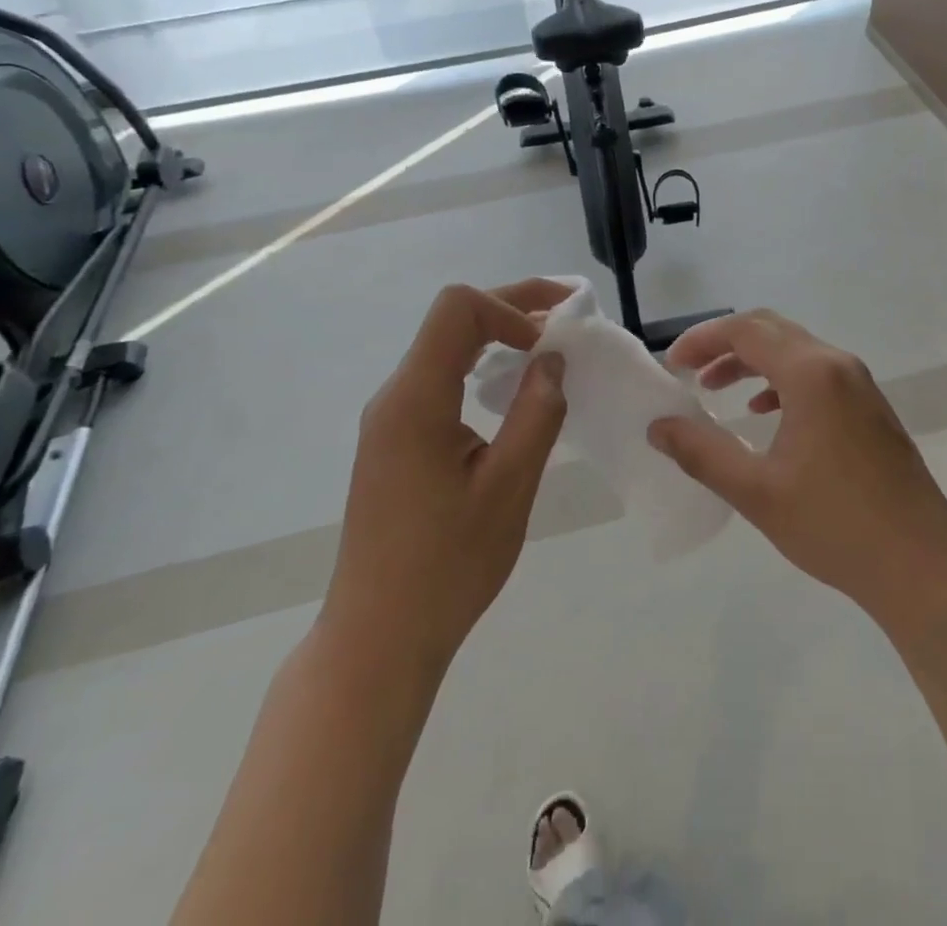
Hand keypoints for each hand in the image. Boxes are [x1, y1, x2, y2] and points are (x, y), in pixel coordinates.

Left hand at [323, 280, 570, 675]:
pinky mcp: (395, 441)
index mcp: (415, 400)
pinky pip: (440, 380)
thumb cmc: (447, 567)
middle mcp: (395, 397)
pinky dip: (481, 367)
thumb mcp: (508, 488)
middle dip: (512, 308)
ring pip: (446, 348)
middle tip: (567, 313)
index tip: (548, 345)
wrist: (378, 638)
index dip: (510, 307)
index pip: (457, 309)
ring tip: (548, 348)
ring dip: (498, 336)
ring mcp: (390, 419)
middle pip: (452, 321)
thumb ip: (536, 414)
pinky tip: (512, 392)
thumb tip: (552, 360)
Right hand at [651, 311, 946, 638]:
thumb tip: (658, 427)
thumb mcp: (756, 491)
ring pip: (794, 350)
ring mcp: (859, 385)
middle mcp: (837, 365)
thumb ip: (701, 453)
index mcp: (811, 373)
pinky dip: (780, 380)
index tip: (672, 366)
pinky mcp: (870, 408)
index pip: (746, 331)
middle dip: (724, 344)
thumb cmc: (835, 525)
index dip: (702, 340)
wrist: (923, 566)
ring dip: (751, 361)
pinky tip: (763, 412)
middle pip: (771, 330)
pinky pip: (816, 374)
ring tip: (715, 389)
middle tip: (689, 371)